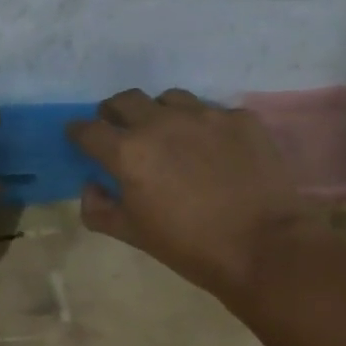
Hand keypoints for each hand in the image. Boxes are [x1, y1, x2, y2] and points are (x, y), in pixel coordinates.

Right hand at [66, 88, 322, 301]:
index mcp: (129, 152)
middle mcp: (161, 123)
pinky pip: (212, 112)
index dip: (79, 133)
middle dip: (114, 111)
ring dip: (159, 113)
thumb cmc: (190, 247)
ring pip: (169, 99)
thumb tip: (92, 186)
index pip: (89, 130)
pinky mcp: (240, 118)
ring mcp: (204, 115)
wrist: (265, 247)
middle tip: (118, 127)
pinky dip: (202, 126)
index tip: (79, 137)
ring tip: (168, 133)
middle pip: (125, 100)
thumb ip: (100, 209)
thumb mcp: (134, 235)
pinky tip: (213, 149)